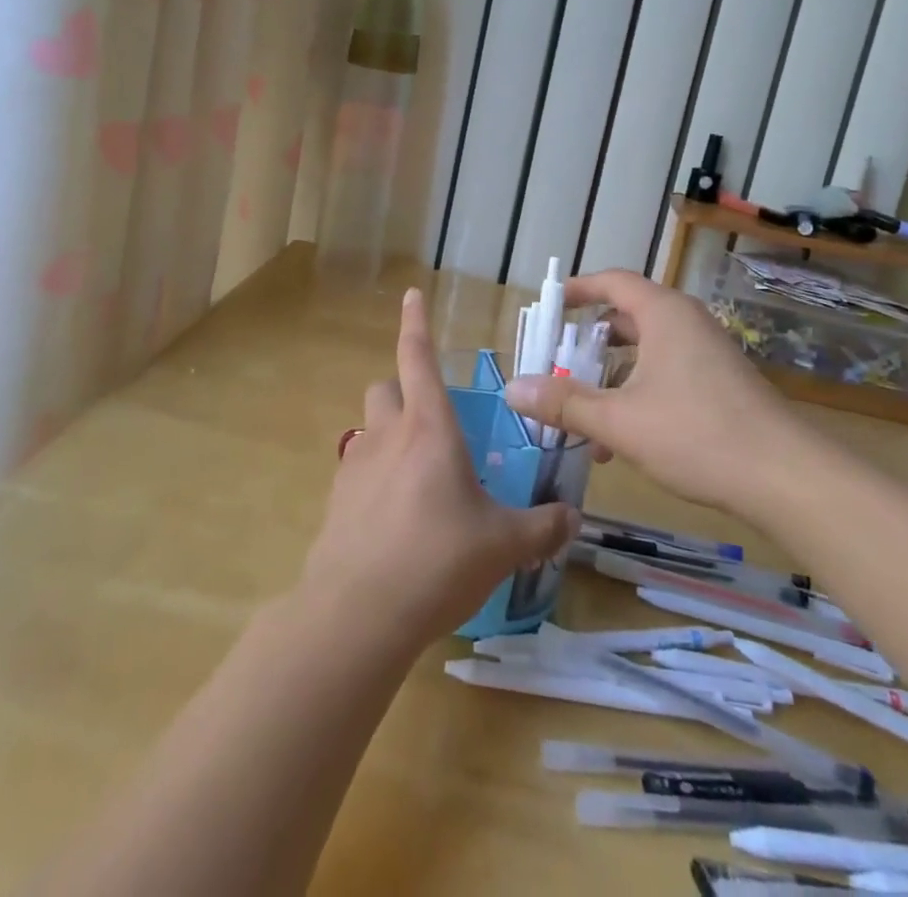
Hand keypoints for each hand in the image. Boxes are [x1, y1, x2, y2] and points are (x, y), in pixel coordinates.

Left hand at [299, 288, 580, 649]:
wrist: (357, 613)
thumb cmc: (437, 560)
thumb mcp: (502, 546)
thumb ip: (542, 527)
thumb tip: (571, 516)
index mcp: (430, 429)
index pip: (418, 357)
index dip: (415, 322)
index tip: (410, 293)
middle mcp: (388, 435)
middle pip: (386, 387)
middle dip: (405, 390)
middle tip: (433, 421)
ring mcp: (355, 465)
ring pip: (370, 426)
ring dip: (390, 433)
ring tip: (418, 473)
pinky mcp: (336, 499)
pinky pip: (358, 468)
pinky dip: (375, 475)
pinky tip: (396, 517)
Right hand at [504, 269, 795, 512]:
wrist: (787, 479)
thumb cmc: (697, 434)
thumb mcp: (620, 421)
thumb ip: (564, 404)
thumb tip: (513, 389)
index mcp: (663, 314)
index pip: (612, 282)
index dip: (577, 289)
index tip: (548, 305)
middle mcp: (686, 323)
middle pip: (626, 317)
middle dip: (587, 343)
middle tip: (556, 364)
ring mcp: (707, 354)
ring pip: (645, 352)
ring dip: (610, 378)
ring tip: (582, 415)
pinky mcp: (720, 384)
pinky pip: (665, 374)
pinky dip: (636, 394)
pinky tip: (620, 441)